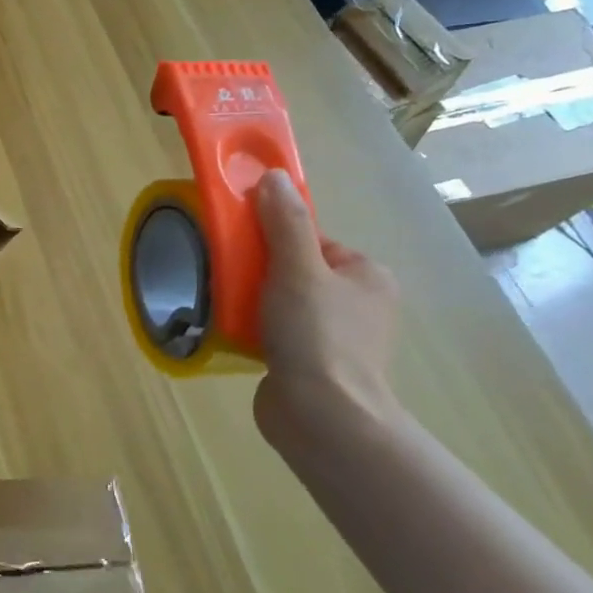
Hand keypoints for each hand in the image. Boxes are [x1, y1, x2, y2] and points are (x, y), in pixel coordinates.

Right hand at [252, 170, 402, 440]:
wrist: (323, 417)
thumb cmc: (317, 335)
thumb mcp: (298, 268)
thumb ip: (285, 222)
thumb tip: (273, 176)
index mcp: (367, 276)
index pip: (312, 241)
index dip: (275, 240)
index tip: (245, 249)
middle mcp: (359, 305)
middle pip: (295, 270)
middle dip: (260, 273)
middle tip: (230, 278)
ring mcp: (337, 339)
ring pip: (283, 303)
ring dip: (254, 303)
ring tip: (226, 306)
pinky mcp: (314, 367)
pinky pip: (278, 334)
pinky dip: (255, 331)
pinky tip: (234, 334)